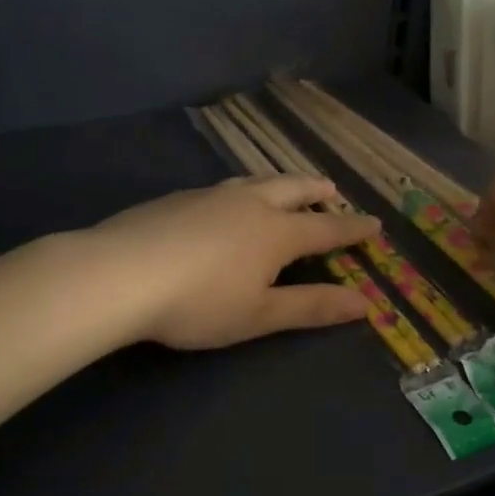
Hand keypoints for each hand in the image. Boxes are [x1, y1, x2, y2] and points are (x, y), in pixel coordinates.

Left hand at [92, 175, 379, 349]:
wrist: (120, 274)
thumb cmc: (199, 302)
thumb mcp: (260, 314)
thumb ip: (312, 306)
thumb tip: (364, 303)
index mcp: (276, 232)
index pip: (326, 228)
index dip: (352, 229)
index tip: (374, 224)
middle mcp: (249, 204)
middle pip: (292, 189)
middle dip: (316, 191)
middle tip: (332, 190)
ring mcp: (210, 196)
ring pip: (255, 181)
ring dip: (279, 183)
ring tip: (286, 187)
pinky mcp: (176, 198)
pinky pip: (223, 187)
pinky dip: (242, 190)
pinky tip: (227, 202)